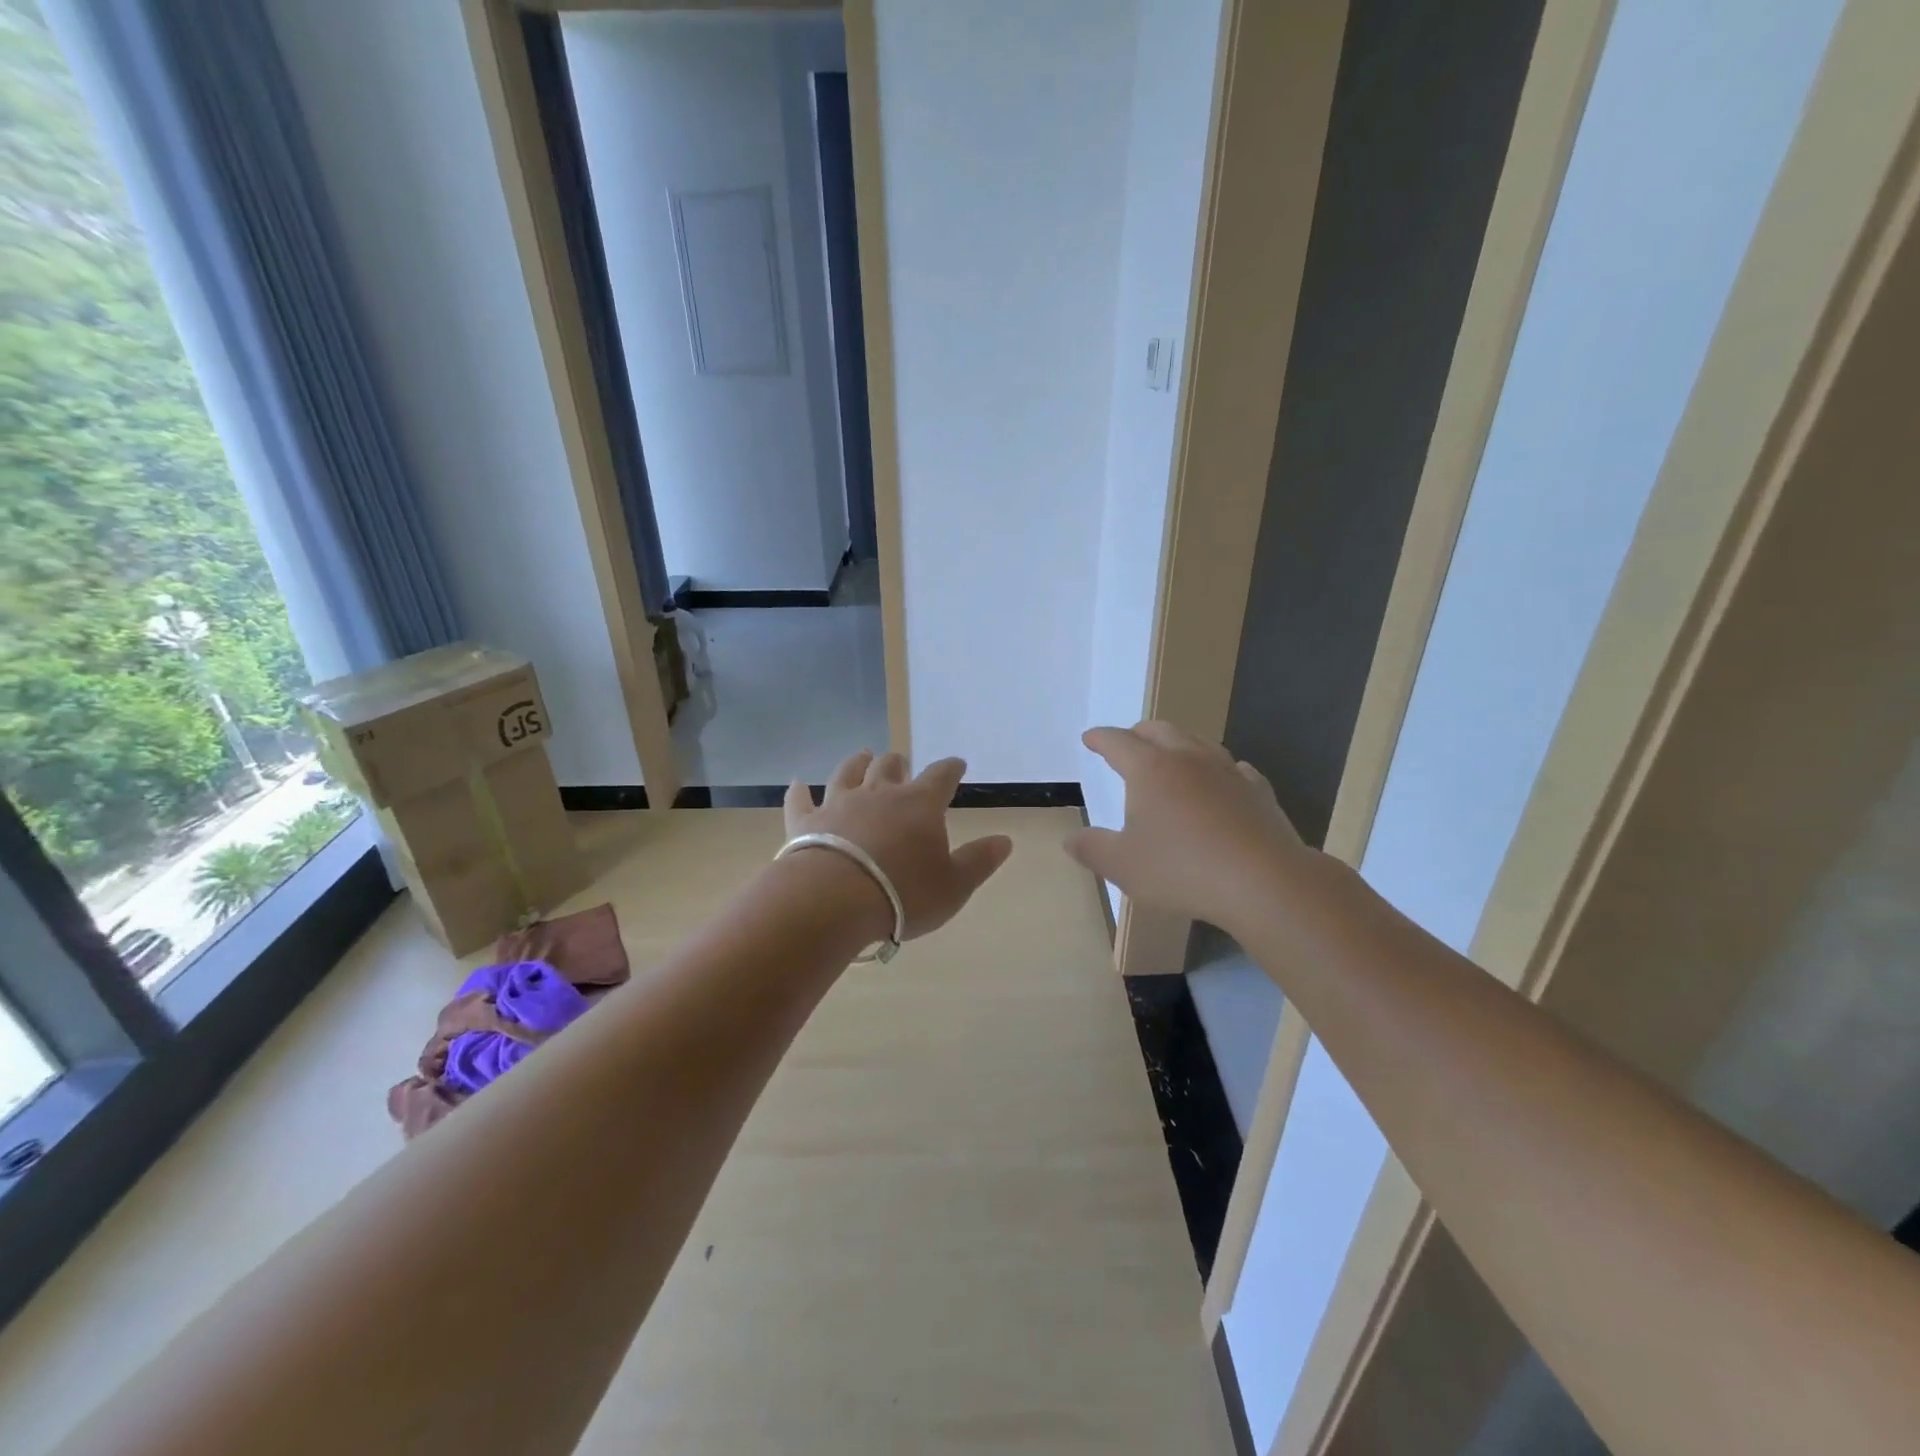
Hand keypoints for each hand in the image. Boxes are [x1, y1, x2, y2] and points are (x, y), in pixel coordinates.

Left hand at [784, 750, 1012, 940]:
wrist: (834, 900)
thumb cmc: (903, 894)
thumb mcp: (954, 885)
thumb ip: (979, 861)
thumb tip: (1005, 840)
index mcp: (919, 804)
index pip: (941, 776)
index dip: (950, 768)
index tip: (956, 764)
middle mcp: (879, 794)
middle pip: (890, 766)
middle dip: (899, 762)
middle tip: (902, 762)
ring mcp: (839, 804)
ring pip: (848, 772)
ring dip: (857, 762)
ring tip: (863, 755)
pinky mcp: (805, 822)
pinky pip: (801, 801)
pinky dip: (799, 792)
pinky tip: (797, 784)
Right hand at [1066, 721, 1309, 936]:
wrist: (1263, 881)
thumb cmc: (1182, 869)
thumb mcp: (1123, 866)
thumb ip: (1092, 849)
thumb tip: (1070, 839)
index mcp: (1150, 769)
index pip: (1118, 742)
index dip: (1100, 739)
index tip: (1090, 738)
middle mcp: (1188, 759)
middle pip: (1160, 731)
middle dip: (1138, 733)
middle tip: (1128, 741)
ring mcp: (1228, 772)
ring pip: (1198, 742)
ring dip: (1178, 743)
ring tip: (1171, 755)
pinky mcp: (1258, 792)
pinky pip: (1233, 768)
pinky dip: (1218, 769)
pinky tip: (1222, 781)